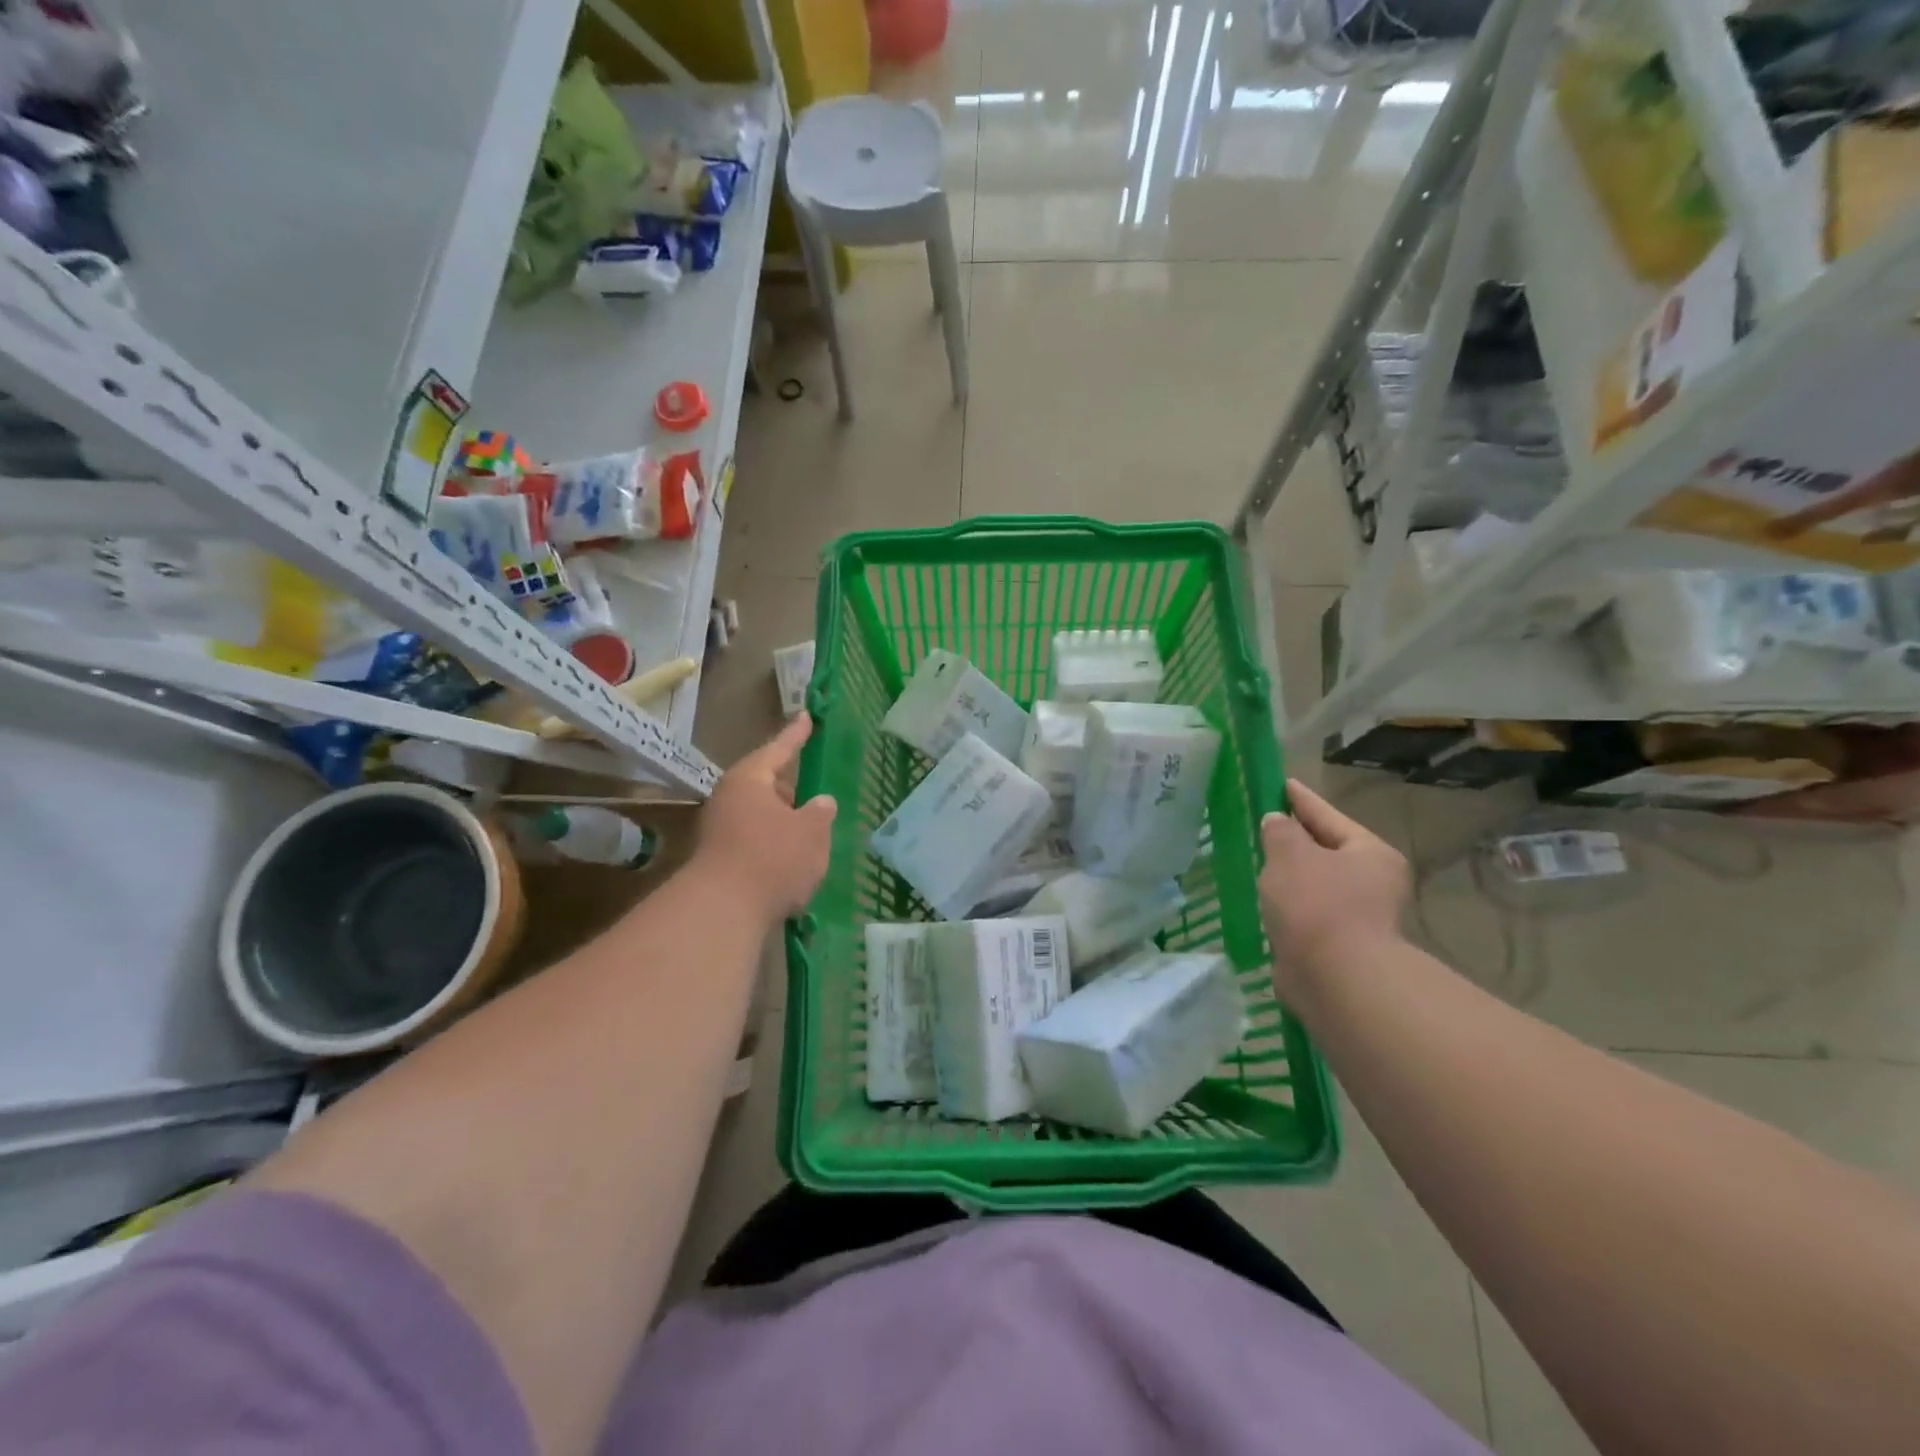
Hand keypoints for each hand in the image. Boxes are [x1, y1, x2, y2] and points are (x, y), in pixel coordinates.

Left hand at [697, 715, 837, 922]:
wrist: (722, 911)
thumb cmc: (772, 858)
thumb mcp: (811, 832)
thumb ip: (820, 814)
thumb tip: (821, 803)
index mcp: (750, 780)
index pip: (779, 749)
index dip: (796, 735)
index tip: (807, 717)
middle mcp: (729, 799)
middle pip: (765, 784)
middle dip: (789, 787)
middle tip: (811, 785)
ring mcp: (720, 831)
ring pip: (760, 816)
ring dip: (783, 820)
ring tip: (808, 827)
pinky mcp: (721, 861)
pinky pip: (755, 841)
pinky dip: (774, 844)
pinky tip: (793, 859)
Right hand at [1259, 778, 1408, 1005]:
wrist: (1336, 980)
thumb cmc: (1317, 905)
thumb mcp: (1290, 854)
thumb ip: (1280, 831)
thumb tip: (1277, 823)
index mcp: (1370, 854)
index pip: (1328, 815)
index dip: (1301, 799)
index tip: (1281, 783)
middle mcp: (1372, 883)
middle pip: (1325, 851)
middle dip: (1294, 840)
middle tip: (1262, 824)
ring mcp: (1357, 918)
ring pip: (1314, 884)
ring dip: (1288, 876)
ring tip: (1256, 861)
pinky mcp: (1337, 947)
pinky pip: (1305, 913)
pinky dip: (1286, 905)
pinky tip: (1263, 902)